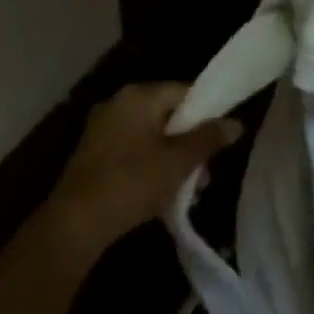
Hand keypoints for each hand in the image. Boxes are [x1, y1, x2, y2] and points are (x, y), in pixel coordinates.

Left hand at [45, 83, 243, 251]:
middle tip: (207, 172)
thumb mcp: (179, 161)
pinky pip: (133, 150)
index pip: (184, 91)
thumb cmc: (132, 182)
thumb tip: (236, 123)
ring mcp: (103, 128)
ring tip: (189, 191)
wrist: (76, 222)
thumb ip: (208, 139)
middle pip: (168, 114)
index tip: (223, 138)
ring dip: (173, 159)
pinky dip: (151, 166)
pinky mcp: (94, 153)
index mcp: (138, 95)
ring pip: (151, 136)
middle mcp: (118, 103)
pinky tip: (162, 194)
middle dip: (191, 142)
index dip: (208, 112)